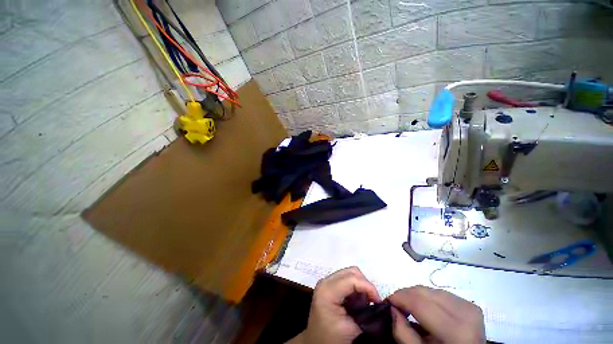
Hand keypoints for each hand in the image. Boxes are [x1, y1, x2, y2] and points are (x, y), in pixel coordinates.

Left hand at [289, 267, 379, 343]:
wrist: (315, 342)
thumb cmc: (331, 338)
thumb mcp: (351, 327)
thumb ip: (364, 312)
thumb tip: (377, 301)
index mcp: (327, 290)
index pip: (352, 278)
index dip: (368, 287)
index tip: (377, 301)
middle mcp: (326, 281)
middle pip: (351, 272)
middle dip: (365, 285)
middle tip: (372, 301)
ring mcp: (327, 281)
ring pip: (350, 274)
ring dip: (361, 286)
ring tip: (364, 303)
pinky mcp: (329, 285)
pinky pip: (347, 279)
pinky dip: (355, 288)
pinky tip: (357, 301)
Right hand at [389, 286, 484, 343]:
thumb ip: (403, 333)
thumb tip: (392, 309)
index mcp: (455, 330)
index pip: (419, 302)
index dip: (399, 298)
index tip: (388, 301)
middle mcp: (465, 313)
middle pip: (424, 292)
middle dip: (405, 295)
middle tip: (397, 305)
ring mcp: (469, 307)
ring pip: (430, 289)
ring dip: (416, 296)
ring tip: (410, 307)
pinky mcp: (470, 305)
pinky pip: (440, 293)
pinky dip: (428, 297)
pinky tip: (425, 308)